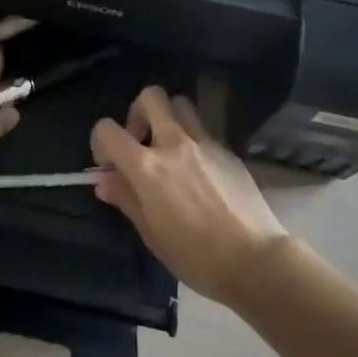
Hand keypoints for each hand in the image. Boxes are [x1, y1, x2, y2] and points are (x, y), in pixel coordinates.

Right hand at [91, 87, 288, 306]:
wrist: (256, 260)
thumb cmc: (197, 257)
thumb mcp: (152, 235)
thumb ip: (127, 199)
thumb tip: (104, 180)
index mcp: (147, 167)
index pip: (108, 130)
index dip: (100, 143)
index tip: (110, 165)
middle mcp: (174, 144)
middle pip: (150, 96)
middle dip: (138, 112)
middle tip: (141, 143)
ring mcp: (204, 143)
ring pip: (180, 104)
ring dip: (168, 118)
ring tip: (169, 150)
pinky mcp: (227, 150)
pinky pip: (203, 130)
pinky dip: (192, 141)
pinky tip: (199, 172)